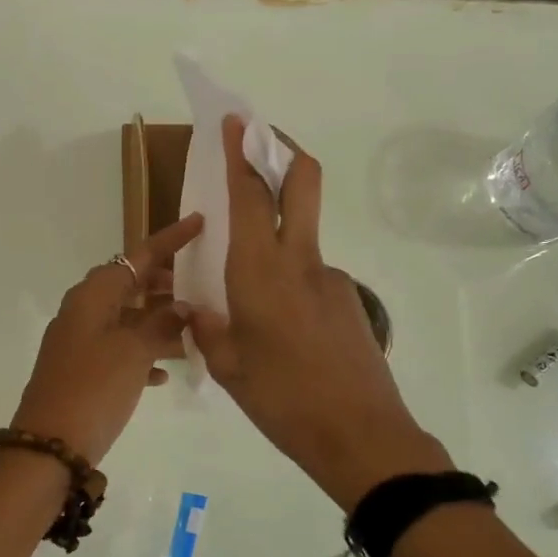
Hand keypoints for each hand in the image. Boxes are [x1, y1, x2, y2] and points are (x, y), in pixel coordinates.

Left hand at [11, 213, 203, 464]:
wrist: (50, 445)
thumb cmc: (94, 387)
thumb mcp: (134, 351)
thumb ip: (162, 324)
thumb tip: (182, 307)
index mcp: (92, 296)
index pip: (137, 256)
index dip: (170, 240)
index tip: (199, 223)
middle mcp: (83, 312)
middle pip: (129, 285)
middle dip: (164, 284)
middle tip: (199, 284)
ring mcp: (79, 342)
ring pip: (127, 320)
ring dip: (158, 323)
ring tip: (194, 329)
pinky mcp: (82, 371)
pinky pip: (118, 351)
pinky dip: (142, 354)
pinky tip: (166, 373)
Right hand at [187, 117, 451, 508]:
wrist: (361, 435)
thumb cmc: (284, 402)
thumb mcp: (229, 369)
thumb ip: (208, 330)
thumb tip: (196, 310)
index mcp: (260, 275)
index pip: (250, 197)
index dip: (241, 154)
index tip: (234, 121)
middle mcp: (300, 262)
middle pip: (302, 183)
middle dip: (282, 149)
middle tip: (261, 140)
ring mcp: (332, 279)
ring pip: (302, 236)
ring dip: (279, 231)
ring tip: (252, 294)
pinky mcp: (350, 301)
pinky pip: (312, 276)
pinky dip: (291, 280)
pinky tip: (283, 330)